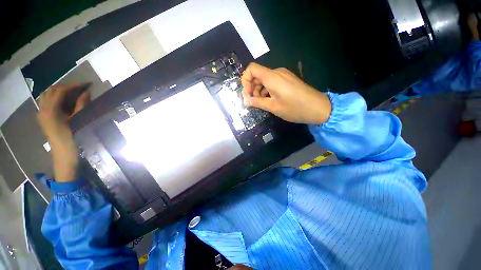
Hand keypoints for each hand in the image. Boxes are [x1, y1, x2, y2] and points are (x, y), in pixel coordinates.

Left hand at [37, 85, 89, 181]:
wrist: (64, 155)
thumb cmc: (73, 139)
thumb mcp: (79, 121)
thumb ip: (81, 105)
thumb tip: (86, 92)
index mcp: (50, 111)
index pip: (60, 91)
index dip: (73, 86)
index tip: (86, 85)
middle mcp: (43, 109)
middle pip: (51, 91)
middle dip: (66, 87)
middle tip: (80, 88)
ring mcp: (41, 114)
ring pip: (47, 95)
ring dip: (59, 92)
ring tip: (73, 93)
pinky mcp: (43, 118)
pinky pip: (47, 102)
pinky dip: (56, 98)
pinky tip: (65, 101)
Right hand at [241, 63, 331, 124]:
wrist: (318, 108)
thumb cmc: (294, 108)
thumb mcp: (273, 107)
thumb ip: (257, 102)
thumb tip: (245, 100)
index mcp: (271, 77)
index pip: (251, 69)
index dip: (245, 80)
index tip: (247, 94)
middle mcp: (277, 72)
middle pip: (257, 75)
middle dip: (252, 88)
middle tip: (253, 102)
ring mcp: (283, 75)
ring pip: (264, 79)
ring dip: (259, 90)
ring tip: (262, 103)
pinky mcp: (287, 80)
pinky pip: (272, 82)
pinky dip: (267, 90)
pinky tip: (269, 100)